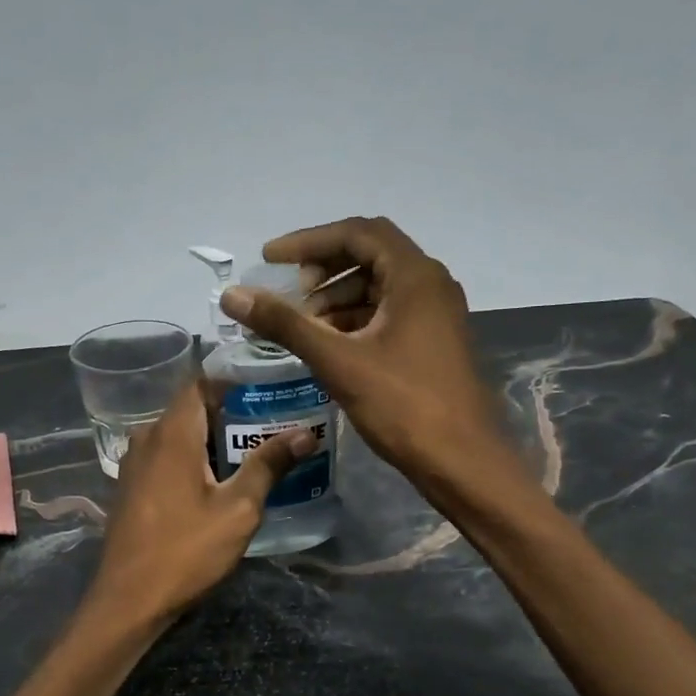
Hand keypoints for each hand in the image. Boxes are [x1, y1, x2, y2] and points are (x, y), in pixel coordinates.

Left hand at [88, 382, 314, 623]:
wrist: (129, 601)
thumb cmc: (186, 551)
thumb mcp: (238, 509)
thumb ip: (269, 465)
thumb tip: (305, 432)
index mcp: (172, 434)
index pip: (200, 383)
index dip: (233, 383)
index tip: (267, 393)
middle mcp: (147, 439)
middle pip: (191, 410)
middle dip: (231, 415)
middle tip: (273, 426)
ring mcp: (134, 465)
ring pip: (178, 436)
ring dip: (212, 441)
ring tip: (254, 454)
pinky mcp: (131, 488)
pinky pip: (165, 458)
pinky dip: (193, 460)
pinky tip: (219, 483)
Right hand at [219, 216, 502, 487]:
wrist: (463, 462)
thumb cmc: (404, 406)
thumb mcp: (338, 361)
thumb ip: (285, 324)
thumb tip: (232, 295)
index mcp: (415, 276)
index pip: (357, 233)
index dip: (308, 241)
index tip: (270, 259)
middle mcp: (431, 285)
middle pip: (370, 255)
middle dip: (324, 270)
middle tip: (290, 293)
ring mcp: (436, 315)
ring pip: (379, 288)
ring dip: (338, 298)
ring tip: (304, 324)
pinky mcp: (434, 343)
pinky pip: (389, 314)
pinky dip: (356, 321)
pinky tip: (330, 346)